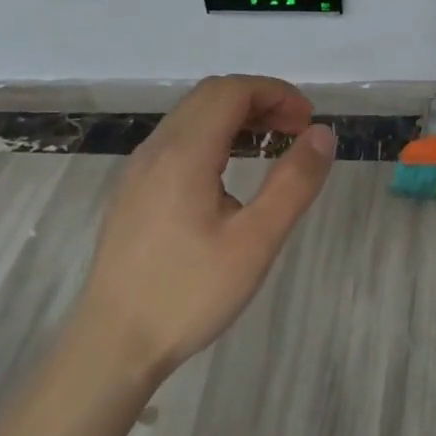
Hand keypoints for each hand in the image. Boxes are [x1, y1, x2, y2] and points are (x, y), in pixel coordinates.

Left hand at [75, 75, 335, 379]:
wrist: (112, 345)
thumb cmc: (188, 293)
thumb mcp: (255, 242)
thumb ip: (294, 182)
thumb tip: (323, 134)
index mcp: (184, 153)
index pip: (232, 90)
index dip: (276, 92)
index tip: (309, 121)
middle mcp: (156, 148)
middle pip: (211, 95)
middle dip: (260, 101)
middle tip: (296, 131)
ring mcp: (139, 168)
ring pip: (192, 116)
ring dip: (236, 117)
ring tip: (272, 147)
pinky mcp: (133, 189)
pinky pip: (177, 139)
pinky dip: (213, 135)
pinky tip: (230, 173)